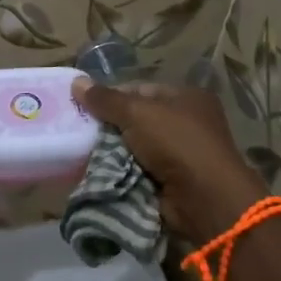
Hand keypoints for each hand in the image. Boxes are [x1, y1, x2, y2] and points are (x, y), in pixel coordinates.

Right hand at [72, 79, 265, 242]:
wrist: (204, 198)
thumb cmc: (175, 143)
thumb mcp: (137, 113)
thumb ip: (106, 100)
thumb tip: (76, 82)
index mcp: (186, 97)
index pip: (141, 90)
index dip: (112, 96)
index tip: (84, 106)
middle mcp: (187, 122)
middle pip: (137, 119)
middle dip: (110, 127)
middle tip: (80, 132)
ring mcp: (182, 154)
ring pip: (136, 147)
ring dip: (114, 152)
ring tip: (83, 153)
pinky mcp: (174, 181)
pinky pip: (140, 171)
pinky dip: (123, 173)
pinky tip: (100, 173)